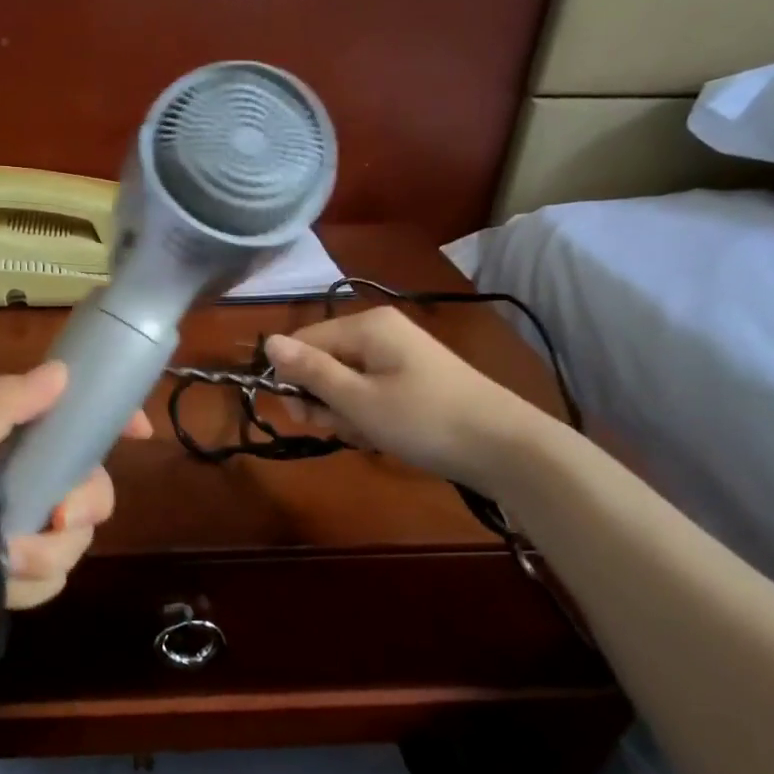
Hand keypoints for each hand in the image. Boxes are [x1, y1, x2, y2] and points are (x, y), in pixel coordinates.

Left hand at [0, 362, 151, 675]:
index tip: (140, 435)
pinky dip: (26, 587)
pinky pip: (53, 572)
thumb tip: (60, 371)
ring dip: (42, 559)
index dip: (103, 418)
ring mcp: (11, 521)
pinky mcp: (11, 565)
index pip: (61, 410)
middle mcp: (6, 471)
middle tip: (57, 524)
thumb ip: (1, 409)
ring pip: (73, 535)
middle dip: (77, 511)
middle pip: (84, 480)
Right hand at [265, 307, 538, 486]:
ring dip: (345, 412)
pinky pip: (370, 391)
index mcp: (365, 326)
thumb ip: (310, 370)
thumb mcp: (357, 399)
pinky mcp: (413, 378)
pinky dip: (368, 415)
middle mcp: (380, 331)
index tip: (304, 417)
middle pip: (323, 361)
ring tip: (369, 435)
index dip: (293, 379)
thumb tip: (267, 341)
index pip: (302, 342)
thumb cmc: (423, 420)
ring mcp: (399, 354)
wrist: (505, 447)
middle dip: (323, 399)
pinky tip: (383, 434)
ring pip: (345, 381)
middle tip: (342, 428)